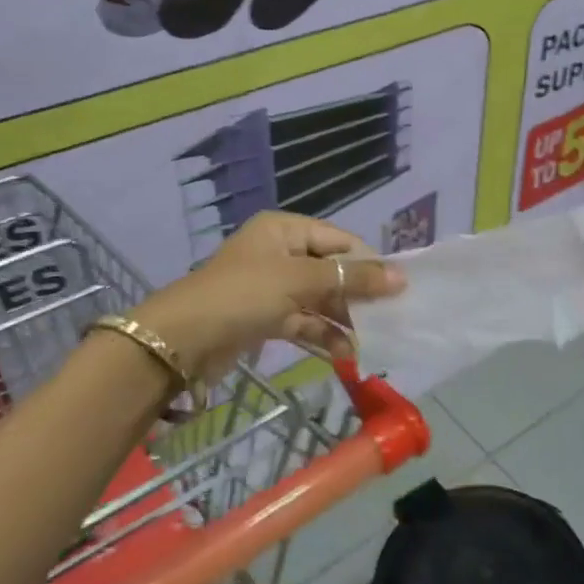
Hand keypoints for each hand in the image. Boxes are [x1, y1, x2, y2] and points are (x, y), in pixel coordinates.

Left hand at [134, 213, 405, 383]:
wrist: (183, 340)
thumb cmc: (245, 294)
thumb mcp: (302, 280)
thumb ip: (352, 279)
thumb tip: (401, 277)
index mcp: (286, 230)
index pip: (340, 240)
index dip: (369, 262)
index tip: (398, 287)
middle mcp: (280, 253)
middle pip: (331, 270)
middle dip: (358, 294)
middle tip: (391, 316)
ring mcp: (272, 287)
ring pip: (320, 298)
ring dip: (344, 318)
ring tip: (374, 339)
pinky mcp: (266, 317)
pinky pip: (304, 321)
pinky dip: (324, 334)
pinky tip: (347, 353)